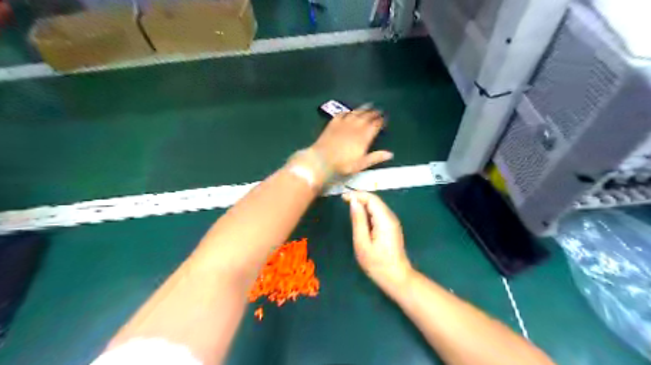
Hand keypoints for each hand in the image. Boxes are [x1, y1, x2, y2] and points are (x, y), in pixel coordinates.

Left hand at [312, 106, 394, 175]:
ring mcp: (344, 124)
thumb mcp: (361, 164)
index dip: (380, 121)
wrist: (322, 160)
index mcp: (364, 137)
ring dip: (363, 109)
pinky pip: (342, 114)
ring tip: (368, 105)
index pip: (375, 125)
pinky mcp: (333, 123)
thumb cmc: (343, 164)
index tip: (384, 119)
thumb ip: (375, 157)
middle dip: (373, 113)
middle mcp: (355, 127)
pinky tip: (349, 111)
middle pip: (367, 117)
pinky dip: (347, 111)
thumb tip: (390, 154)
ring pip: (355, 113)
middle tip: (378, 110)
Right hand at [346, 190, 410, 290]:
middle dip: (359, 198)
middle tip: (343, 202)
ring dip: (363, 204)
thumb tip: (353, 201)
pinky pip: (379, 213)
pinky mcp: (391, 227)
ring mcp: (392, 222)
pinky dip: (368, 211)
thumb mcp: (362, 242)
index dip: (357, 195)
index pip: (371, 198)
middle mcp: (391, 217)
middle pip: (375, 201)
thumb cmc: (377, 263)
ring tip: (349, 208)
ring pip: (377, 206)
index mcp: (384, 219)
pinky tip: (360, 217)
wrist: (396, 278)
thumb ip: (358, 220)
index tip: (342, 198)